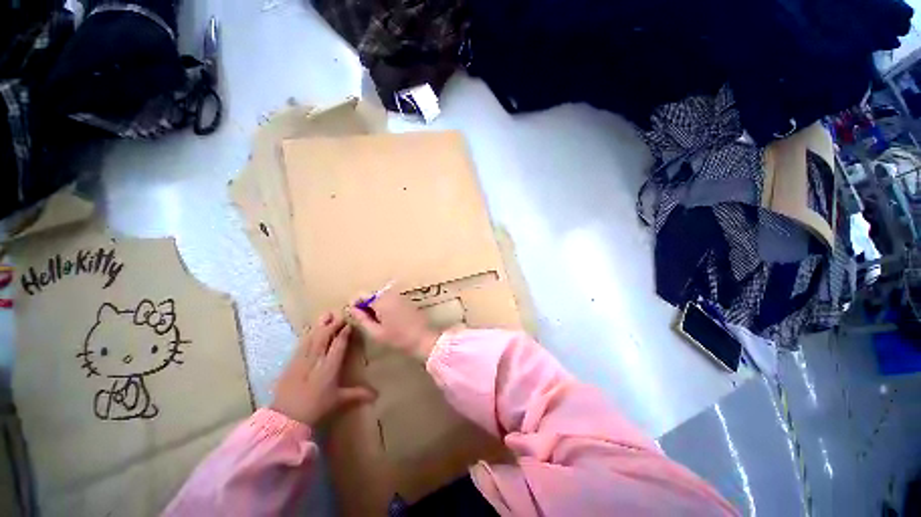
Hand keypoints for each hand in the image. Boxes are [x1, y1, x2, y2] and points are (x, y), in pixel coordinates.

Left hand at [271, 312, 375, 425]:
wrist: (285, 418)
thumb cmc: (316, 408)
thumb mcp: (338, 401)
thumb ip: (357, 394)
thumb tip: (377, 395)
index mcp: (329, 367)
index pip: (338, 345)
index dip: (343, 333)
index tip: (349, 324)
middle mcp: (316, 360)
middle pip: (324, 337)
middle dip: (332, 325)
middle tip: (340, 316)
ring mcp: (302, 360)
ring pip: (312, 338)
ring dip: (320, 326)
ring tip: (326, 315)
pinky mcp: (291, 363)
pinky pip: (301, 344)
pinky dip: (307, 335)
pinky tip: (310, 329)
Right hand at [349, 288, 439, 360]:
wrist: (422, 338)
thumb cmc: (397, 338)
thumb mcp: (375, 332)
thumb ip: (362, 319)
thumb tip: (352, 309)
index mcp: (381, 300)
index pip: (361, 295)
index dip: (355, 304)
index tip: (354, 315)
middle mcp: (390, 293)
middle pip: (372, 295)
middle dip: (366, 306)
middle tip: (366, 322)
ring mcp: (400, 296)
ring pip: (381, 297)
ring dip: (376, 307)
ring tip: (377, 323)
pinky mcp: (406, 300)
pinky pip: (390, 299)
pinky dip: (386, 306)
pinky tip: (388, 320)